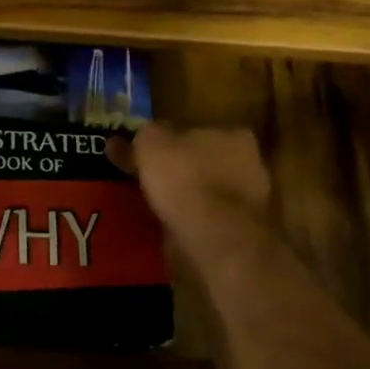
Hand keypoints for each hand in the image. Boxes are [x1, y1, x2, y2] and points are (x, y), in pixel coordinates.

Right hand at [120, 124, 277, 282]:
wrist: (215, 237)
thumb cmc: (185, 178)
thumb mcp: (151, 144)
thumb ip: (140, 138)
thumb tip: (118, 140)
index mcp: (233, 134)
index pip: (196, 131)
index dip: (169, 141)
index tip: (148, 154)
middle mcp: (250, 163)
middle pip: (205, 161)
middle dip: (181, 169)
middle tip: (150, 180)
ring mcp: (250, 201)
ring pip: (209, 193)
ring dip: (187, 198)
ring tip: (156, 207)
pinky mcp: (244, 232)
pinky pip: (210, 220)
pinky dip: (193, 222)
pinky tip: (171, 227)